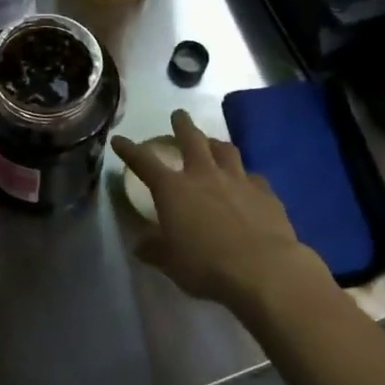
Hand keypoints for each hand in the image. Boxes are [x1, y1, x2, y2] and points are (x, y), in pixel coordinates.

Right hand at [113, 109, 329, 315]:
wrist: (263, 270)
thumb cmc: (206, 266)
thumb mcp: (171, 263)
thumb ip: (155, 249)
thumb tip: (140, 245)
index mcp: (173, 190)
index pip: (144, 162)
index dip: (129, 150)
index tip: (119, 140)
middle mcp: (204, 175)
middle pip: (191, 139)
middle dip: (182, 125)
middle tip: (179, 115)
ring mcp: (238, 180)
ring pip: (226, 150)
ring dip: (216, 144)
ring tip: (213, 143)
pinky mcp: (265, 193)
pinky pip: (253, 177)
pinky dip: (246, 177)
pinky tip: (248, 183)